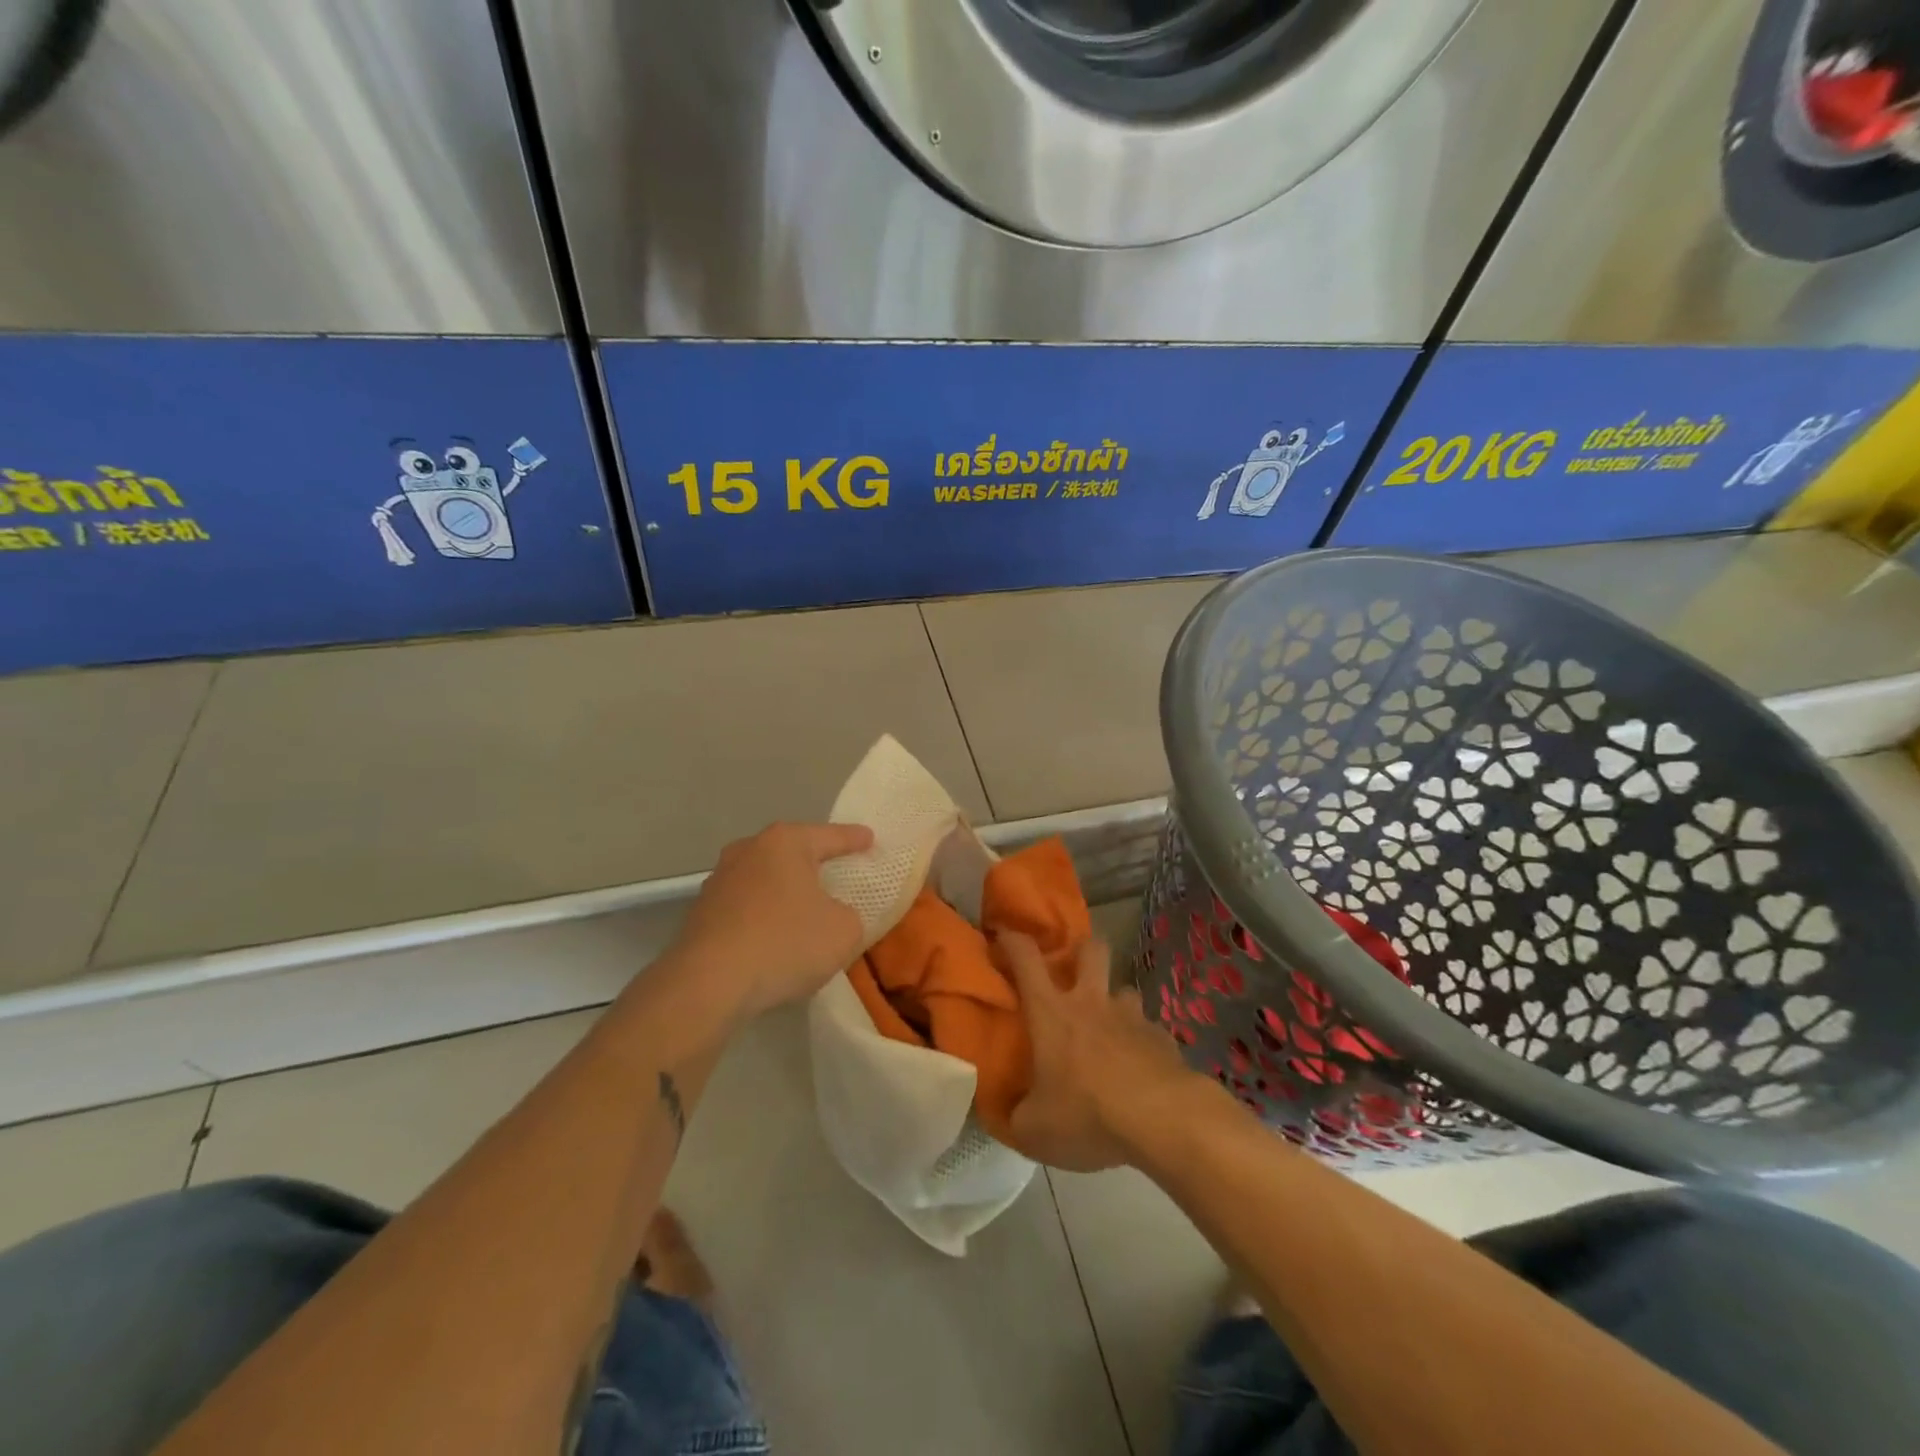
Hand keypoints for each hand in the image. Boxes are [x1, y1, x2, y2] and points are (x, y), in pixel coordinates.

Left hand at [671, 822, 873, 1019]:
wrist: (709, 984)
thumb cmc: (785, 943)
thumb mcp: (844, 931)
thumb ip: (849, 914)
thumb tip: (832, 914)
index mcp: (785, 843)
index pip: (830, 836)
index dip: (854, 839)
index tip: (870, 838)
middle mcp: (748, 850)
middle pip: (791, 852)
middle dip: (813, 862)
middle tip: (837, 870)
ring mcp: (719, 880)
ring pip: (765, 879)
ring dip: (784, 892)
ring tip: (804, 909)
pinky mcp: (701, 913)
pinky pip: (746, 907)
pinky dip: (763, 916)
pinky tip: (773, 938)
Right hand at [1000, 931, 1200, 1171]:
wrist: (1164, 1120)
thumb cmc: (1087, 1114)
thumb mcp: (1034, 1130)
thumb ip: (1014, 1116)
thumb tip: (1005, 1114)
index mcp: (1052, 1012)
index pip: (1026, 957)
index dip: (1012, 940)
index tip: (1003, 934)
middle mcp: (1092, 1002)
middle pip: (1090, 950)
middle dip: (1081, 950)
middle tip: (1072, 971)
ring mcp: (1132, 1017)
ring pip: (1124, 990)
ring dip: (1115, 1003)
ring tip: (1110, 1032)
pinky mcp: (1163, 1039)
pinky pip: (1149, 1031)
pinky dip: (1141, 1043)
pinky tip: (1140, 1071)